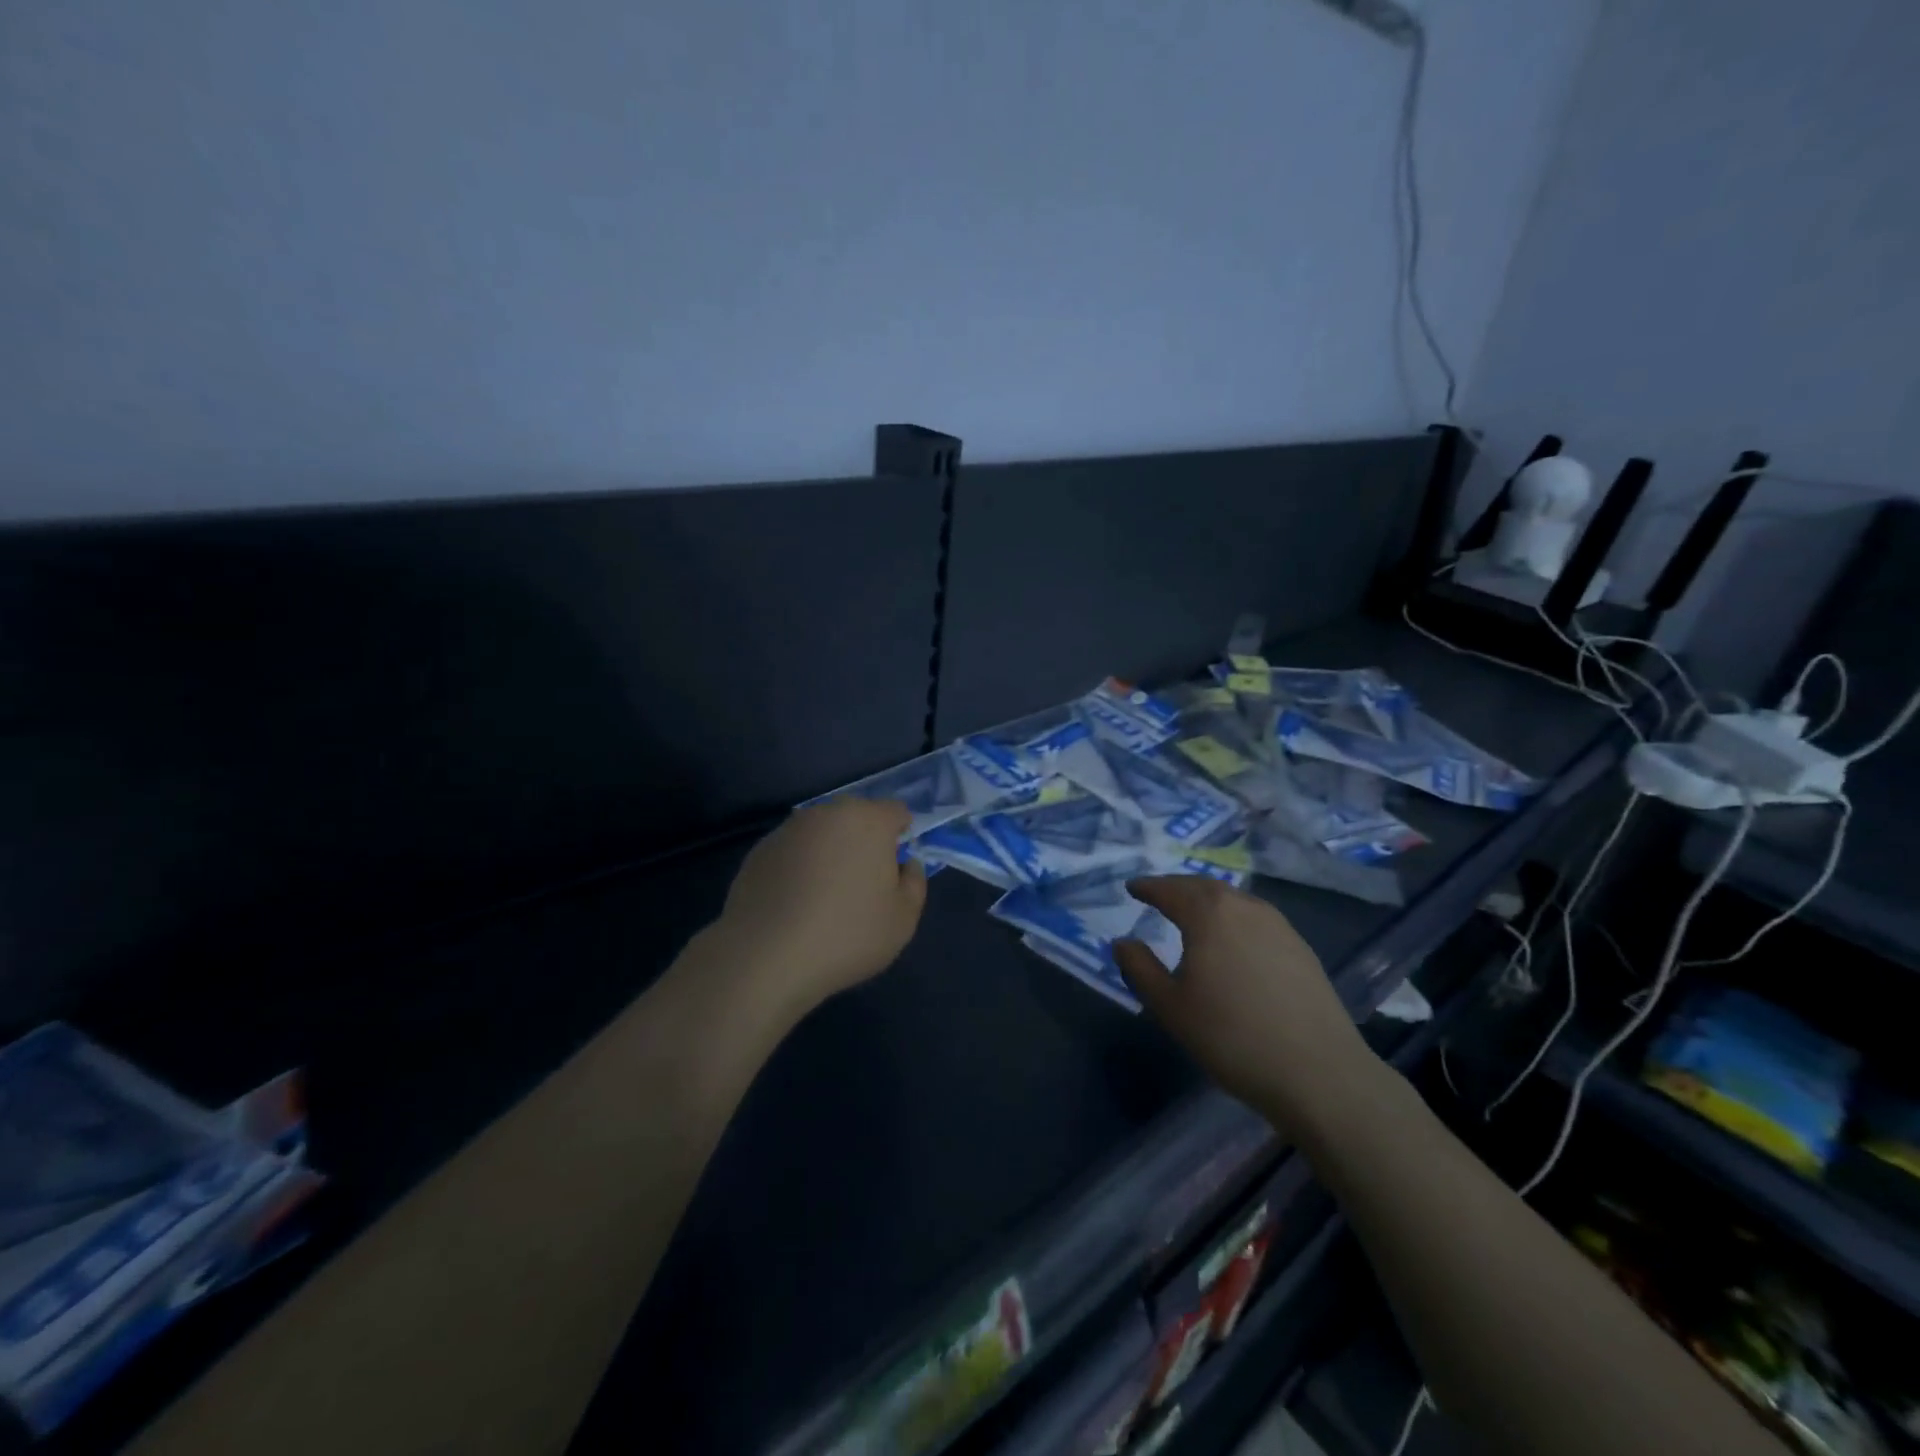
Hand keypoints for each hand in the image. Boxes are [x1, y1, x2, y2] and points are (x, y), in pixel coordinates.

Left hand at [711, 798, 927, 1016]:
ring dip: (830, 853)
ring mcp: (789, 829)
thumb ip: (914, 883)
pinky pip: (794, 852)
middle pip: (857, 817)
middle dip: (865, 841)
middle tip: (863, 885)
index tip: (896, 870)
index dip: (901, 836)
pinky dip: (800, 867)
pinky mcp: (760, 850)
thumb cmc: (847, 935)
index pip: (896, 812)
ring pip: (822, 833)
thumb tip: (906, 864)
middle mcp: (828, 813)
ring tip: (825, 898)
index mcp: (868, 821)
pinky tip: (795, 904)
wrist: (765, 956)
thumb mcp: (903, 919)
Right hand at [1114, 876, 1382, 1138]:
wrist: (1319, 1073)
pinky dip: (1234, 918)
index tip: (1132, 888)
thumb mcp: (1170, 1007)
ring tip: (1193, 914)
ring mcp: (1279, 925)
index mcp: (1208, 914)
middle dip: (1178, 887)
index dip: (1148, 887)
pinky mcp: (1301, 948)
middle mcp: (1244, 907)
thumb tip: (1122, 942)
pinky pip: (1256, 918)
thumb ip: (1140, 968)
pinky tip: (1232, 940)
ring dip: (1208, 900)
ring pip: (1234, 900)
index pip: (1170, 889)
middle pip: (1204, 887)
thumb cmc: (1231, 1037)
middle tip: (1159, 895)